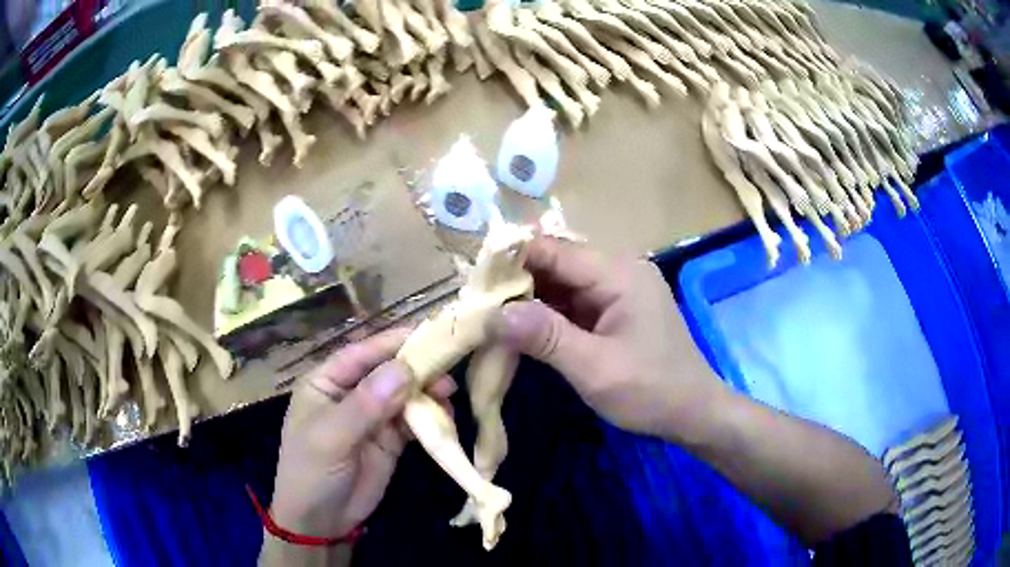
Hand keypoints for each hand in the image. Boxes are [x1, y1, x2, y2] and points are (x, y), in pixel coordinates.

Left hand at [269, 328, 455, 541]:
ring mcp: (372, 417)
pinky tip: (445, 417)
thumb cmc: (312, 473)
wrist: (321, 522)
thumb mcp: (331, 438)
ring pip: (404, 394)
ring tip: (449, 394)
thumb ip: (365, 405)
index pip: (361, 354)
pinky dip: (431, 417)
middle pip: (387, 371)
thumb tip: (404, 369)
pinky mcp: (390, 439)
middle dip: (416, 368)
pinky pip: (414, 420)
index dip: (393, 342)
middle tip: (447, 369)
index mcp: (326, 383)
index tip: (429, 334)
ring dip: (427, 391)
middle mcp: (350, 394)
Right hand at [488, 237, 725, 443]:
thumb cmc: (651, 391)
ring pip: (562, 283)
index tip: (472, 281)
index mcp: (619, 273)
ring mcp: (619, 290)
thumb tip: (494, 314)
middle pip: (557, 263)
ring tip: (488, 314)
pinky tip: (521, 327)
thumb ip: (545, 337)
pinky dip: (547, 313)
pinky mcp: (616, 309)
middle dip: (516, 281)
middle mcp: (619, 270)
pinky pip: (574, 302)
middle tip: (475, 303)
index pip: (554, 250)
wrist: (694, 412)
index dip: (511, 260)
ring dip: (529, 298)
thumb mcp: (595, 369)